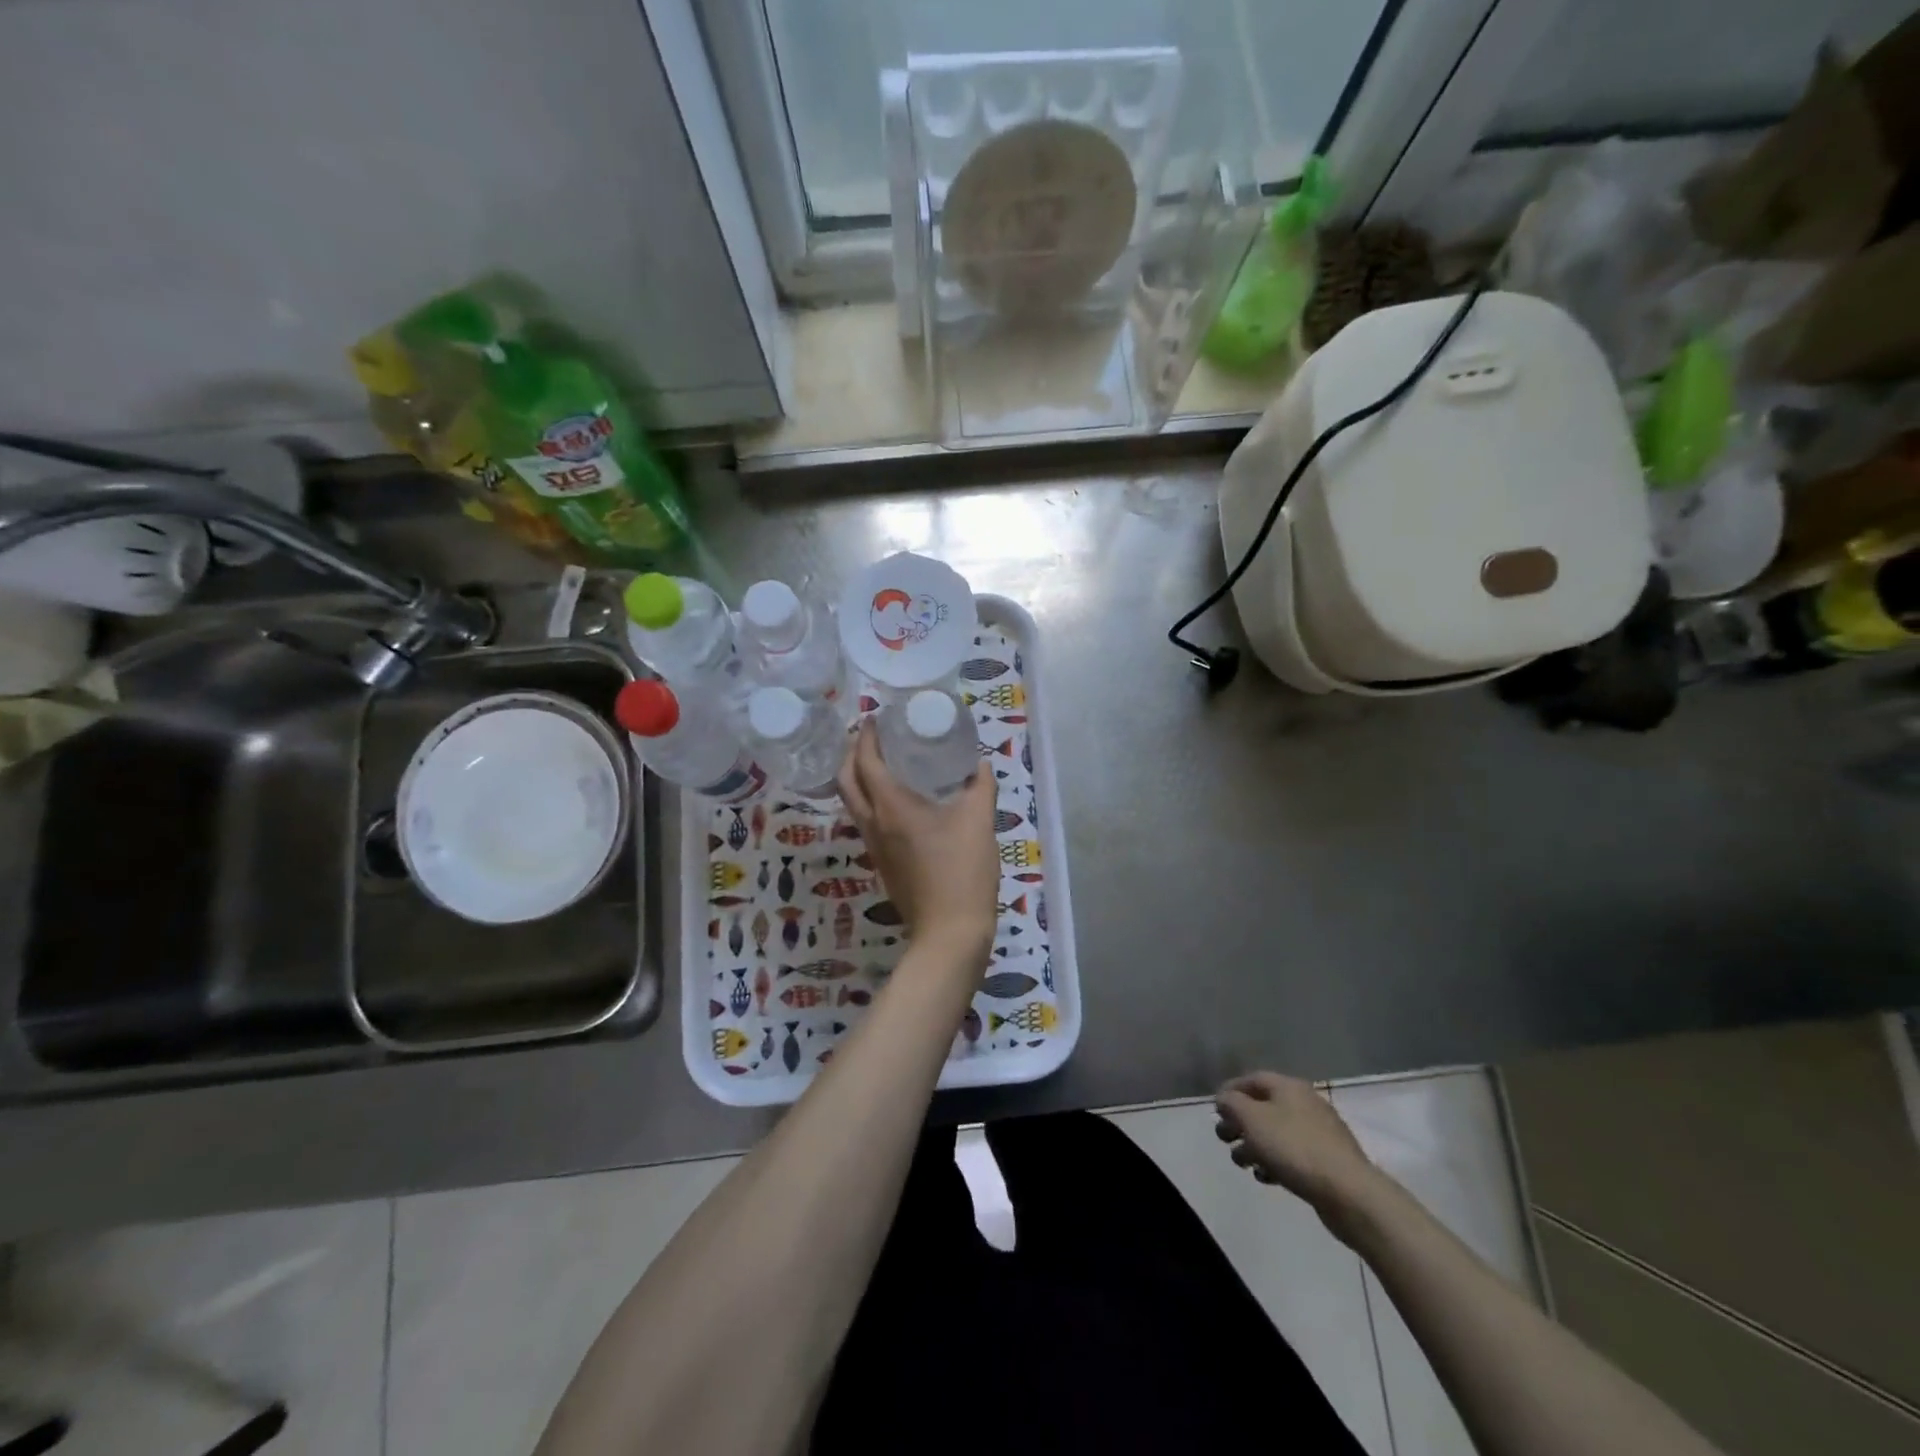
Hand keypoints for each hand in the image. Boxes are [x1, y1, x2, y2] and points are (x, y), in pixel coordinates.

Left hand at [837, 718, 997, 960]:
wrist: (949, 933)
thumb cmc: (963, 872)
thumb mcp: (979, 823)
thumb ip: (980, 787)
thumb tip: (980, 764)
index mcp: (892, 807)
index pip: (866, 761)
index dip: (866, 736)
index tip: (875, 717)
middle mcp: (874, 823)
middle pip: (846, 779)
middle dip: (852, 752)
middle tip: (872, 736)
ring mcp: (874, 845)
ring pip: (852, 801)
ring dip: (857, 775)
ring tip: (881, 760)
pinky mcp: (881, 861)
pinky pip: (865, 819)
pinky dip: (869, 798)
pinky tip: (896, 798)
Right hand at [1215, 1072, 1382, 1239]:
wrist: (1349, 1192)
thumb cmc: (1294, 1147)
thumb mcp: (1252, 1119)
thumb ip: (1232, 1104)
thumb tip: (1224, 1099)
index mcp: (1289, 1087)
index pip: (1252, 1079)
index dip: (1230, 1090)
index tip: (1214, 1110)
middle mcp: (1305, 1103)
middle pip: (1264, 1107)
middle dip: (1240, 1122)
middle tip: (1224, 1138)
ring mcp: (1319, 1133)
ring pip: (1277, 1132)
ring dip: (1254, 1145)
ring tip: (1241, 1163)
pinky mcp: (1327, 1161)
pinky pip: (1293, 1154)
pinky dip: (1275, 1161)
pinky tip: (1266, 1177)